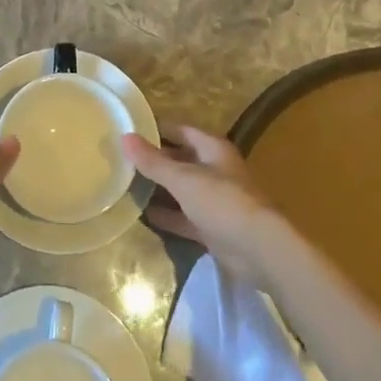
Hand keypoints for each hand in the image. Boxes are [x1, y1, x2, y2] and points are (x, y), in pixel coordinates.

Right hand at [124, 126, 279, 284]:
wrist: (259, 250)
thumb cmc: (222, 202)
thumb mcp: (184, 179)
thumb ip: (154, 161)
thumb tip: (125, 137)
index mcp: (213, 150)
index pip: (181, 131)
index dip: (158, 129)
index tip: (130, 130)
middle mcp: (215, 171)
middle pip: (181, 160)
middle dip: (155, 160)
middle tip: (122, 159)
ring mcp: (215, 201)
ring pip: (182, 190)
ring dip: (159, 189)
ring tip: (126, 184)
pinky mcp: (212, 228)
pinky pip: (184, 217)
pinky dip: (167, 216)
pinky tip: (143, 215)